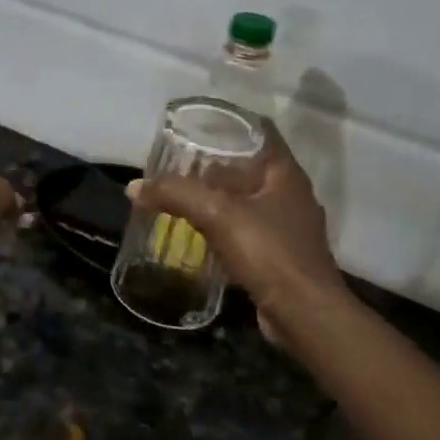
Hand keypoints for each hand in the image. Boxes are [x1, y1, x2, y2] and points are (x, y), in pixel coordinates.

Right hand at [128, 123, 347, 339]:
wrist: (304, 315)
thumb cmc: (269, 252)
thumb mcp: (217, 215)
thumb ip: (176, 194)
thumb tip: (134, 187)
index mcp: (285, 174)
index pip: (259, 132)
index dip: (228, 123)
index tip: (195, 125)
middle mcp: (290, 195)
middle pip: (248, 167)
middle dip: (212, 166)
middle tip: (176, 164)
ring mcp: (287, 228)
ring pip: (245, 202)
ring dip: (215, 200)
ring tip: (180, 197)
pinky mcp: (279, 257)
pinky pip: (245, 231)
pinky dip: (221, 229)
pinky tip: (197, 235)